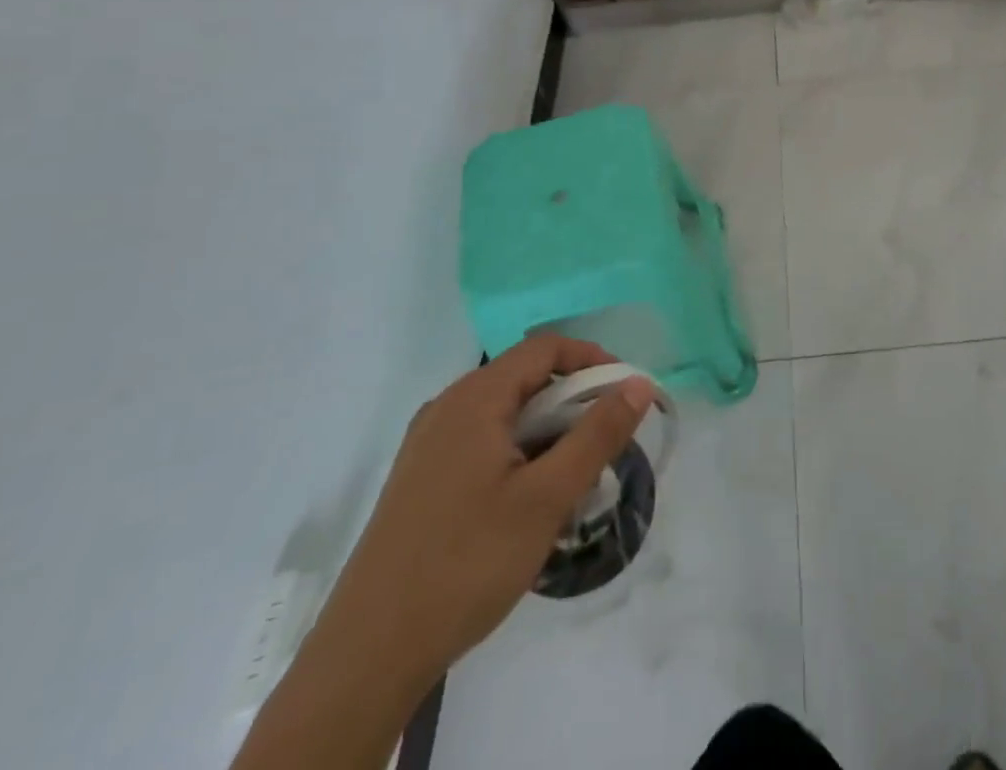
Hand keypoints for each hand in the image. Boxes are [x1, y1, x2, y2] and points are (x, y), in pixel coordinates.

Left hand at [309, 336, 655, 683]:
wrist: (366, 658)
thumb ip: (598, 434)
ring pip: (505, 414)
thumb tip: (638, 383)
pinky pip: (482, 442)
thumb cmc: (466, 563)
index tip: (625, 395)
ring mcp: (428, 444)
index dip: (592, 359)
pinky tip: (528, 502)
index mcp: (474, 398)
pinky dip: (518, 452)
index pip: (546, 348)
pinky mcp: (420, 479)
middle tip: (604, 444)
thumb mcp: (547, 497)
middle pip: (525, 378)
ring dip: (548, 431)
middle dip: (573, 402)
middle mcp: (447, 407)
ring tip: (572, 478)